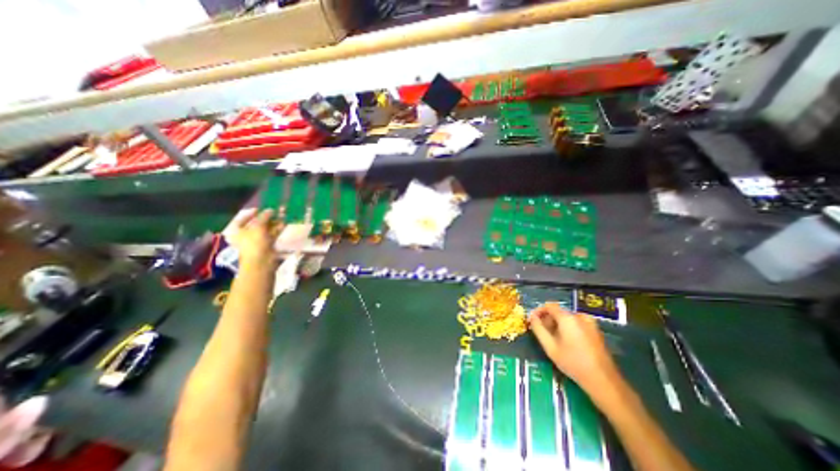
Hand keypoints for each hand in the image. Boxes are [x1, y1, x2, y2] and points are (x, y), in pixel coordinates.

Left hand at [225, 209, 277, 269]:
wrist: (262, 262)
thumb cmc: (254, 243)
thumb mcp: (258, 227)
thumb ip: (264, 217)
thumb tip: (270, 210)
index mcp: (238, 231)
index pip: (242, 219)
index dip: (251, 213)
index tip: (260, 209)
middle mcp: (247, 235)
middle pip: (257, 224)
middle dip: (267, 218)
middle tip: (276, 212)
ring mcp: (258, 241)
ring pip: (267, 229)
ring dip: (275, 222)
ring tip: (283, 216)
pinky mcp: (268, 245)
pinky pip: (273, 234)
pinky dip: (278, 229)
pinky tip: (285, 224)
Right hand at [526, 305, 618, 389]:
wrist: (604, 381)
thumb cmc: (573, 363)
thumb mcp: (550, 347)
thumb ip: (538, 329)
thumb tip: (532, 317)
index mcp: (568, 318)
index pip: (549, 305)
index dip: (538, 311)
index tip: (533, 321)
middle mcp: (580, 316)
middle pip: (558, 312)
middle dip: (548, 320)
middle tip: (542, 333)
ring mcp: (590, 323)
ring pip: (567, 318)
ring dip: (557, 325)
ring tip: (553, 340)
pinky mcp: (596, 331)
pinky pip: (576, 324)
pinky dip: (568, 329)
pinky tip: (566, 343)